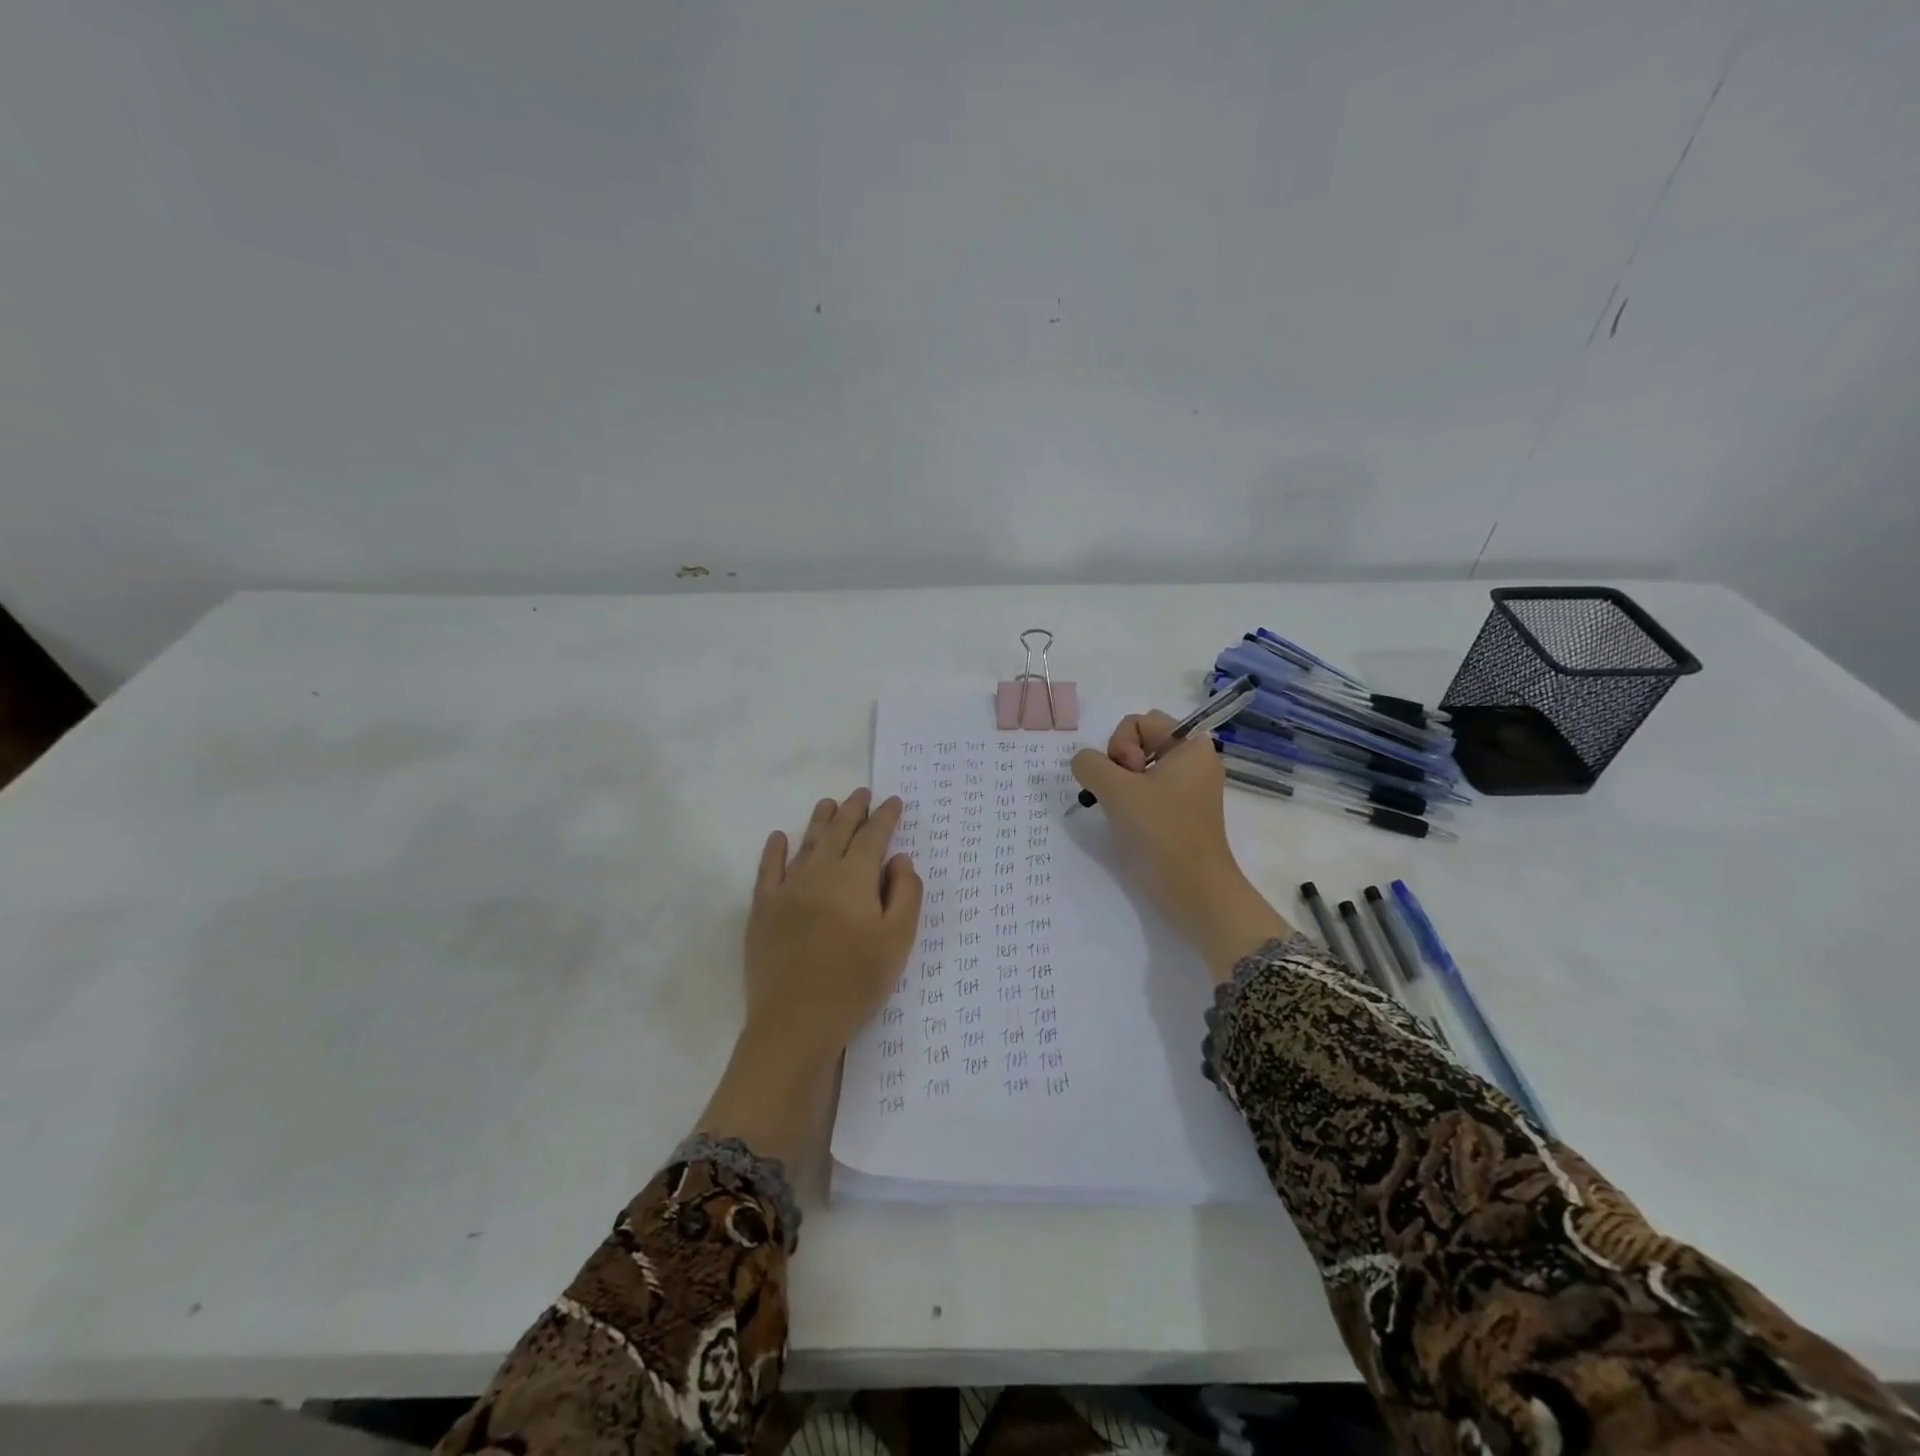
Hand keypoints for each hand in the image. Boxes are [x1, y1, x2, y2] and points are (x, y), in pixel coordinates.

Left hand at [699, 788, 922, 1164]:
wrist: (796, 1021)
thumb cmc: (856, 981)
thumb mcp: (898, 940)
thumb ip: (906, 894)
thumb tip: (899, 859)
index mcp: (855, 878)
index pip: (873, 836)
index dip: (885, 817)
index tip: (894, 801)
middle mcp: (820, 872)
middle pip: (839, 832)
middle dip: (853, 810)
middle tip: (862, 792)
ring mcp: (787, 889)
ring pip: (806, 844)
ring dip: (820, 821)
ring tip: (828, 803)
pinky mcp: (763, 910)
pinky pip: (768, 870)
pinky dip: (774, 850)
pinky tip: (778, 837)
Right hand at [1071, 712, 1290, 979]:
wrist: (1194, 891)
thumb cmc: (1161, 832)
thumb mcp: (1116, 790)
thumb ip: (1089, 764)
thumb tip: (1084, 763)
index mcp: (1191, 745)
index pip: (1137, 722)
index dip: (1121, 746)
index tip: (1128, 778)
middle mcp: (1193, 760)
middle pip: (1137, 743)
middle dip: (1118, 765)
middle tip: (1124, 796)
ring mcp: (1187, 787)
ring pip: (1136, 769)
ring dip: (1119, 786)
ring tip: (1125, 812)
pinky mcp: (1179, 811)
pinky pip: (1145, 790)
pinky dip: (1130, 801)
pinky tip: (1128, 823)